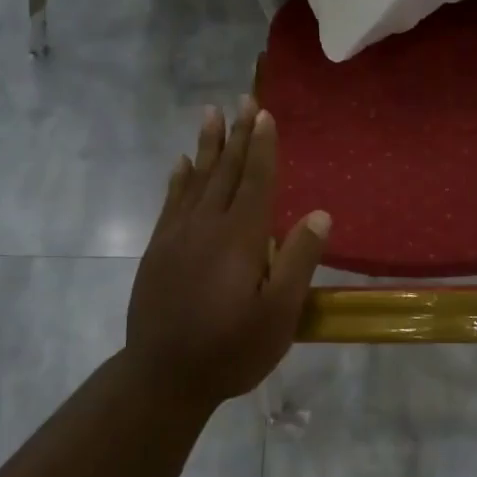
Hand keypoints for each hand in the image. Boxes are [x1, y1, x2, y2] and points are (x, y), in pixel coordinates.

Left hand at [126, 98, 329, 408]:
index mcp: (240, 238)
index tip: (264, 114)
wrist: (163, 377)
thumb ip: (298, 261)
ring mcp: (177, 237)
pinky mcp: (158, 251)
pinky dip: (178, 179)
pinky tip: (181, 164)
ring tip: (211, 114)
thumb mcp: (279, 315)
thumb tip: (318, 214)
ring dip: (206, 146)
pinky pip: (170, 202)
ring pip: (195, 180)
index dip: (262, 147)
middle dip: (237, 134)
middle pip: (225, 171)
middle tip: (243, 99)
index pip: (255, 181)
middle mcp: (206, 226)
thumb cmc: (231, 349)